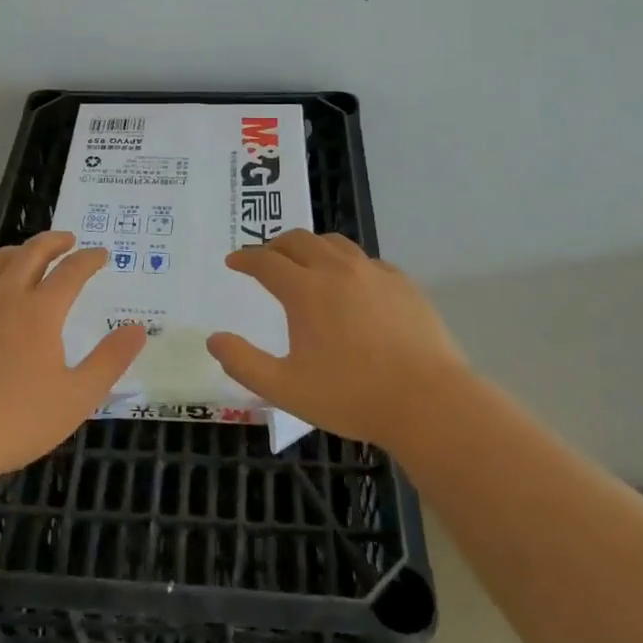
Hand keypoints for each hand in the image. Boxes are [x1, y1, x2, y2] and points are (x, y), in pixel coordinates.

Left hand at [0, 231, 146, 481]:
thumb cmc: (16, 420)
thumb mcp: (77, 397)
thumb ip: (110, 360)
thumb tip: (138, 328)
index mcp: (41, 311)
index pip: (71, 271)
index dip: (89, 259)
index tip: (101, 254)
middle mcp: (5, 296)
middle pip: (32, 253)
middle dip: (54, 241)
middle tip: (68, 240)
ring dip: (18, 252)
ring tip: (27, 255)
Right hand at [206, 229, 466, 453]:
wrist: (429, 402)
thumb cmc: (352, 396)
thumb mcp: (286, 388)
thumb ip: (244, 363)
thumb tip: (214, 339)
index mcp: (305, 290)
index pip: (266, 261)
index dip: (245, 259)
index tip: (233, 261)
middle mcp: (337, 270)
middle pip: (298, 240)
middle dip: (275, 245)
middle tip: (264, 258)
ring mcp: (374, 273)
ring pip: (334, 243)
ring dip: (311, 247)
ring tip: (304, 261)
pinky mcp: (403, 284)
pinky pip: (366, 260)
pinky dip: (346, 262)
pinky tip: (350, 282)